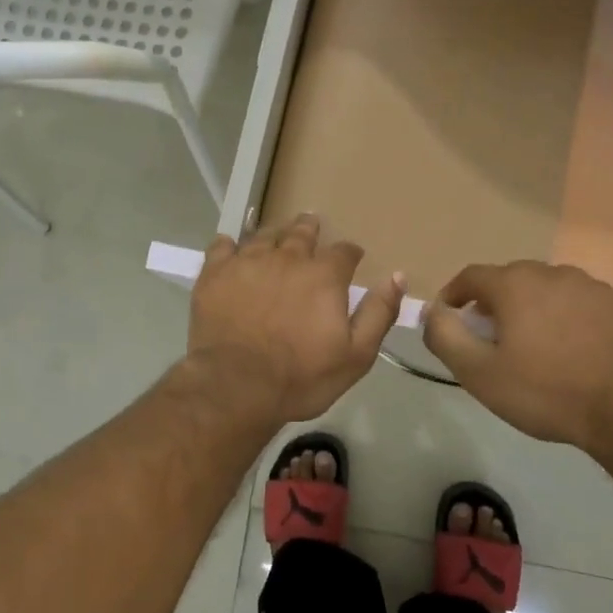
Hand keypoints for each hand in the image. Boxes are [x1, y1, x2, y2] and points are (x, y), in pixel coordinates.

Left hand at [188, 215, 404, 422]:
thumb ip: (378, 313)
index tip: (351, 258)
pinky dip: (229, 245)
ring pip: (264, 235)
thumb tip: (397, 277)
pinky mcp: (214, 273)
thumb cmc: (301, 376)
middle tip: (311, 226)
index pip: (344, 252)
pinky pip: (222, 246)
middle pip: (302, 232)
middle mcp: (287, 258)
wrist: (236, 385)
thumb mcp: (356, 354)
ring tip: (277, 235)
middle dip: (310, 229)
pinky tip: (230, 250)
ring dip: (275, 234)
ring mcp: (247, 262)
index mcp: (324, 276)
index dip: (349, 253)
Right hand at [423, 261, 612, 450]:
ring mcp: (593, 288)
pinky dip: (566, 319)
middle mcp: (554, 273)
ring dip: (532, 309)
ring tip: (532, 345)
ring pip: (548, 291)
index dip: (453, 294)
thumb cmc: (545, 391)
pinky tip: (571, 351)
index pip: (471, 276)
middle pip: (511, 280)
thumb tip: (432, 312)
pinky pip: (580, 305)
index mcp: (516, 284)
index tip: (449, 318)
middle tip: (489, 337)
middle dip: (493, 303)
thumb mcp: (478, 372)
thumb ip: (444, 336)